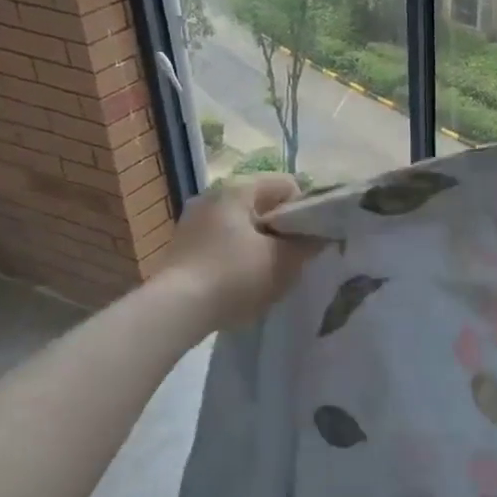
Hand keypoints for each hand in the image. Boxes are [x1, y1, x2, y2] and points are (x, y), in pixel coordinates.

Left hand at [156, 174, 319, 329]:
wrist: (176, 310)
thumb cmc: (235, 276)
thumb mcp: (284, 261)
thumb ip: (309, 244)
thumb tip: (321, 236)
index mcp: (239, 188)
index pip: (287, 185)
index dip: (306, 210)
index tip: (310, 239)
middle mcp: (213, 194)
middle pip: (263, 204)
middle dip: (282, 228)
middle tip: (294, 257)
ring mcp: (193, 220)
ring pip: (243, 224)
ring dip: (260, 243)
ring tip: (269, 272)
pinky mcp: (183, 245)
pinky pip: (223, 242)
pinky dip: (237, 255)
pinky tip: (242, 281)